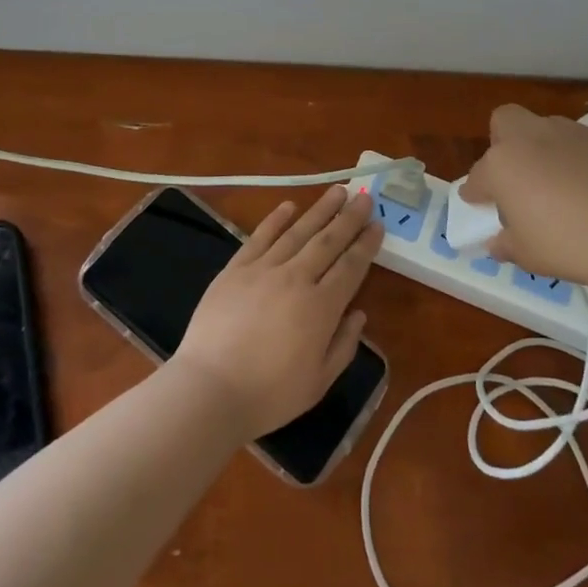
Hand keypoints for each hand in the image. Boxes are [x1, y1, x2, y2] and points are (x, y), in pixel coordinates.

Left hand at [170, 185, 380, 440]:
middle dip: (349, 218)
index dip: (366, 244)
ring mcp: (263, 270)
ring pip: (298, 232)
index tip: (378, 224)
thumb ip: (343, 345)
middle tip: (364, 196)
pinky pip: (260, 237)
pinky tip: (289, 205)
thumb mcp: (319, 382)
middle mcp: (296, 279)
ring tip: (337, 191)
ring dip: (320, 210)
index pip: (351, 267)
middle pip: (328, 241)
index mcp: (321, 307)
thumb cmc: (269, 395)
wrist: (209, 391)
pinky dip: (276, 219)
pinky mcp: (235, 269)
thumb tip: (358, 314)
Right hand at [459, 105, 587, 295]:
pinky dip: (571, 159)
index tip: (479, 205)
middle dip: (501, 143)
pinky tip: (585, 188)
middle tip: (513, 178)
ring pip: (542, 128)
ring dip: (538, 149)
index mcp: (502, 164)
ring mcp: (568, 133)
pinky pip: (575, 143)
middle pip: (504, 122)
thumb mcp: (527, 255)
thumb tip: (500, 241)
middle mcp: (530, 138)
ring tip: (553, 185)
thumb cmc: (569, 244)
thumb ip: (506, 243)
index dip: (476, 193)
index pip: (478, 176)